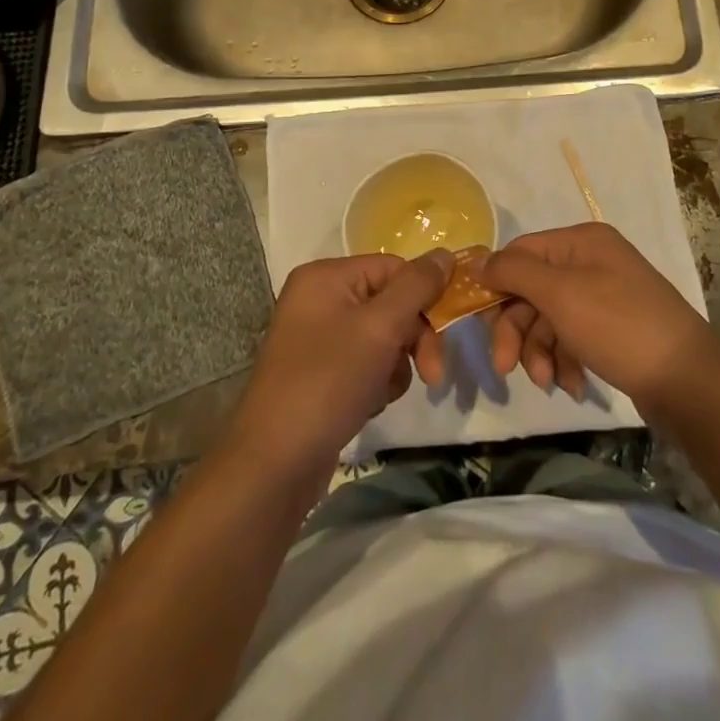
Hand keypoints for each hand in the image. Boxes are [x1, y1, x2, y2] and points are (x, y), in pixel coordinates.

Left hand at [228, 251, 451, 481]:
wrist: (274, 466)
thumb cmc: (328, 383)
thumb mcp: (380, 327)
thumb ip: (417, 286)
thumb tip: (446, 254)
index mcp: (326, 277)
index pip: (394, 269)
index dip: (423, 298)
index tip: (445, 335)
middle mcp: (319, 299)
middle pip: (390, 303)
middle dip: (413, 338)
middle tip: (433, 375)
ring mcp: (317, 338)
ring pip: (383, 337)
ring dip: (395, 365)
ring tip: (382, 392)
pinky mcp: (320, 373)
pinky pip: (365, 362)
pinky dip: (376, 382)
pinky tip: (367, 404)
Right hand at [480, 223, 717, 408]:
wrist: (687, 379)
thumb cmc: (619, 326)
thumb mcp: (561, 294)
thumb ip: (515, 273)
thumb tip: (480, 261)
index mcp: (581, 241)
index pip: (521, 252)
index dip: (497, 285)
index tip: (479, 322)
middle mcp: (592, 262)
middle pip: (532, 289)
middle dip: (517, 329)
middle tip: (506, 367)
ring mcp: (604, 296)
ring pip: (549, 318)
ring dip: (540, 351)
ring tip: (548, 382)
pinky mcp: (612, 329)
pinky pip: (572, 338)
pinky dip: (565, 360)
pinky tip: (573, 385)